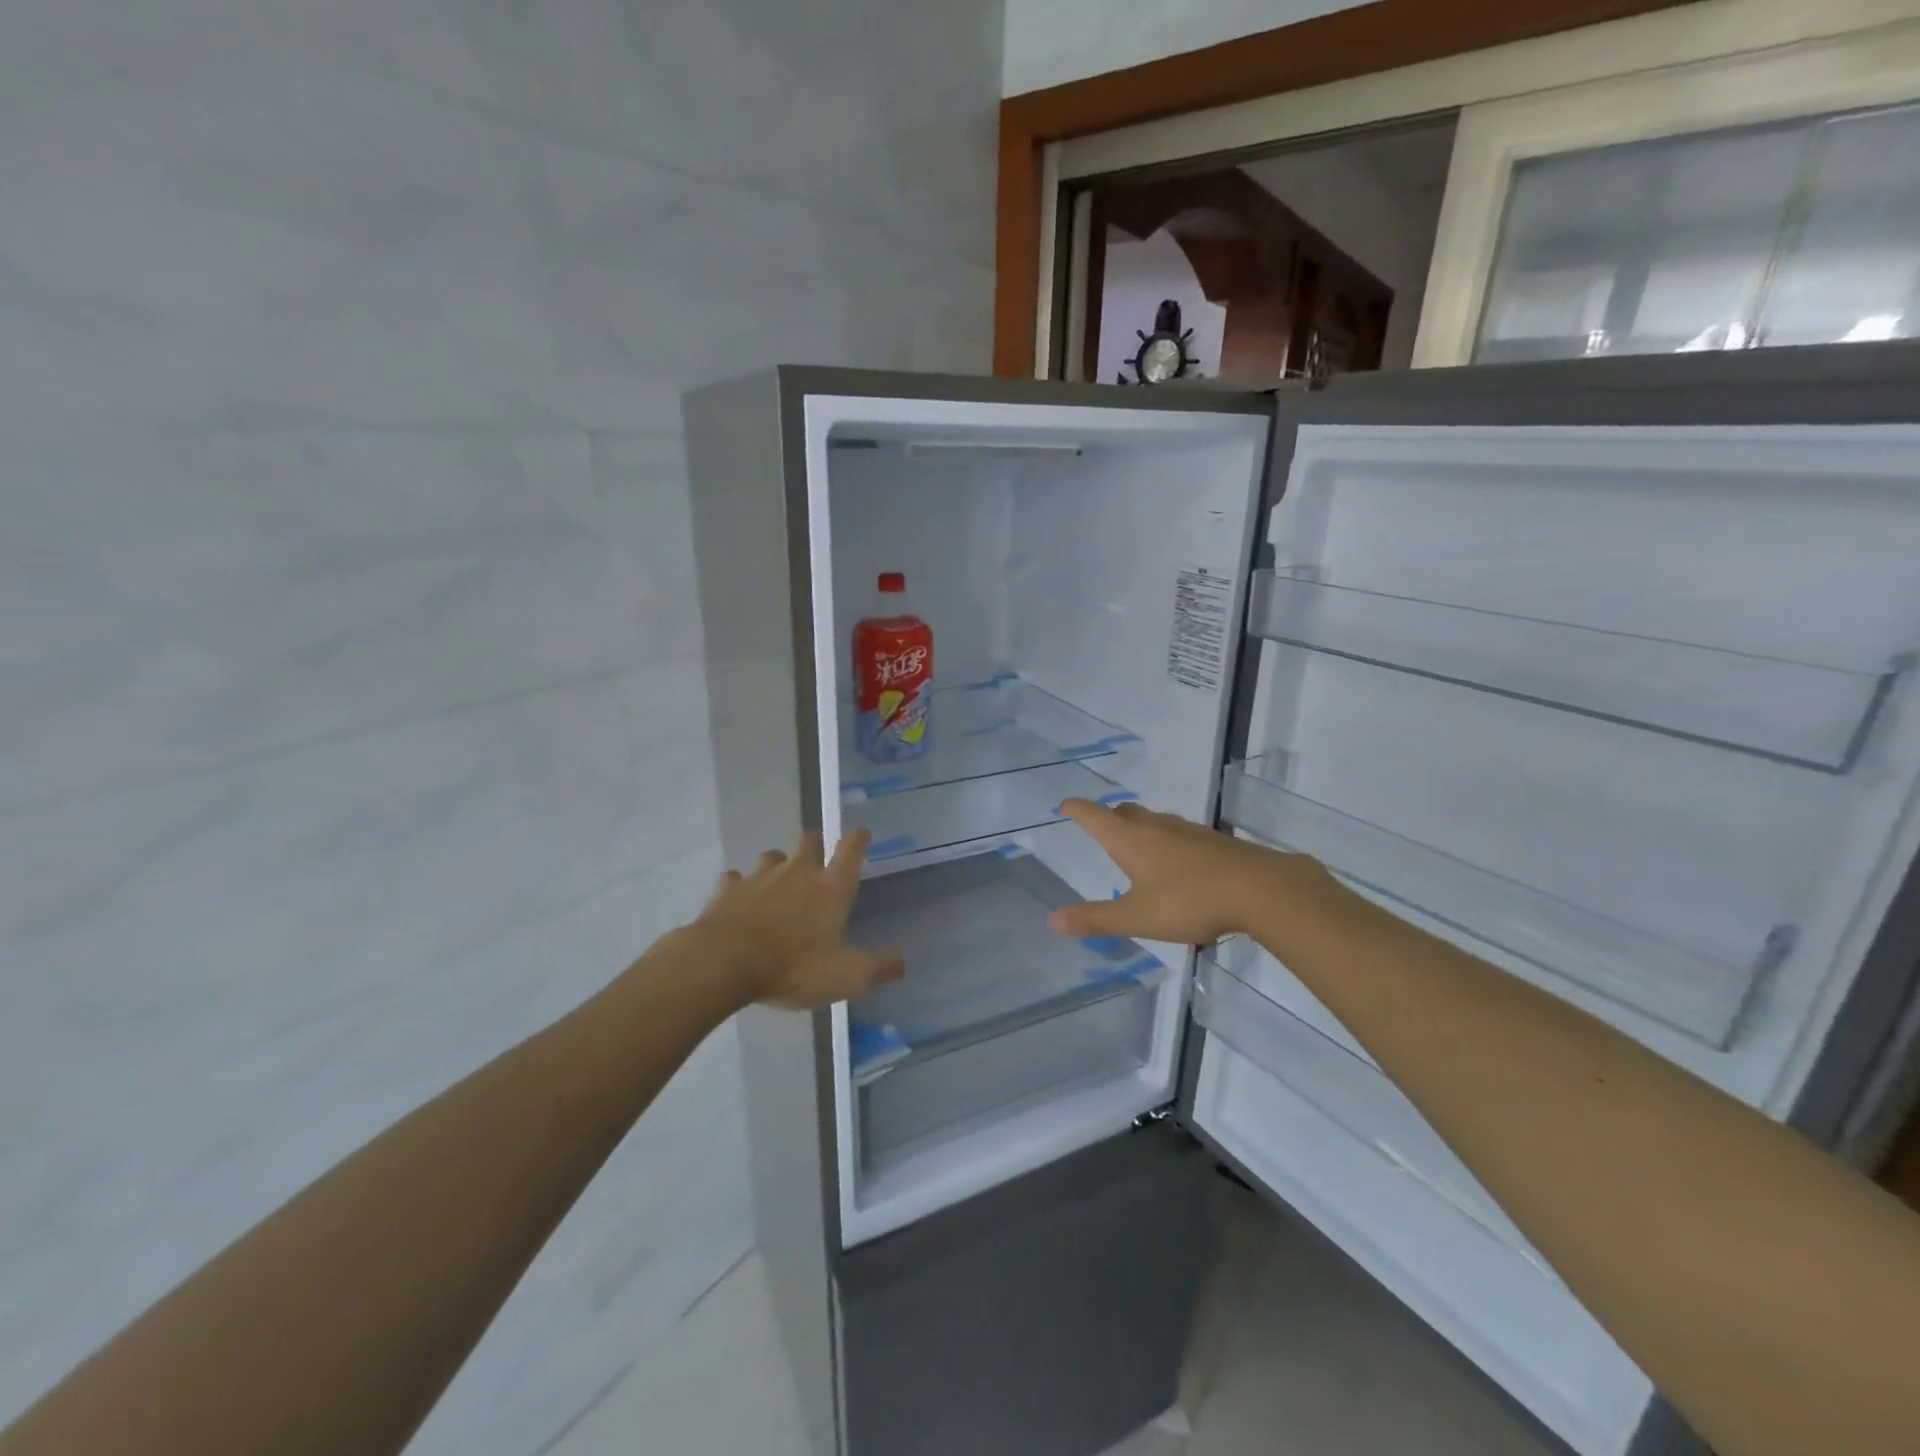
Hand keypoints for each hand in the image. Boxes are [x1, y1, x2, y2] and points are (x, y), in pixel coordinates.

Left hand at [697, 828, 904, 1009]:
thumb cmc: (794, 966)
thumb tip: (903, 961)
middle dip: (815, 844)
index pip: (851, 852)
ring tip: (777, 880)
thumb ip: (879, 968)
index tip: (861, 833)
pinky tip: (739, 899)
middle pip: (809, 842)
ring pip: (771, 857)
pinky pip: (736, 879)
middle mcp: (797, 873)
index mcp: (830, 888)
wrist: (724, 963)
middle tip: (816, 854)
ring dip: (777, 864)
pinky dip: (740, 886)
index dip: (858, 840)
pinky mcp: (728, 890)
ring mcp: (759, 878)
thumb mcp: (847, 976)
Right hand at [1046, 798, 1313, 946]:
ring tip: (1137, 848)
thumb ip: (1095, 919)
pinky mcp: (1214, 842)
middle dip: (1109, 817)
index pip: (1094, 816)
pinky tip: (1177, 865)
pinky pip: (1179, 834)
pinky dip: (1167, 842)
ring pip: (1155, 821)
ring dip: (1140, 828)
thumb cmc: (1190, 901)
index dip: (1077, 808)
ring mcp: (1188, 831)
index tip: (1064, 805)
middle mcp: (1156, 827)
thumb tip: (1053, 920)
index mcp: (1130, 839)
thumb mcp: (1137, 917)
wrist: (1261, 889)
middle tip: (1100, 828)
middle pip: (1125, 812)